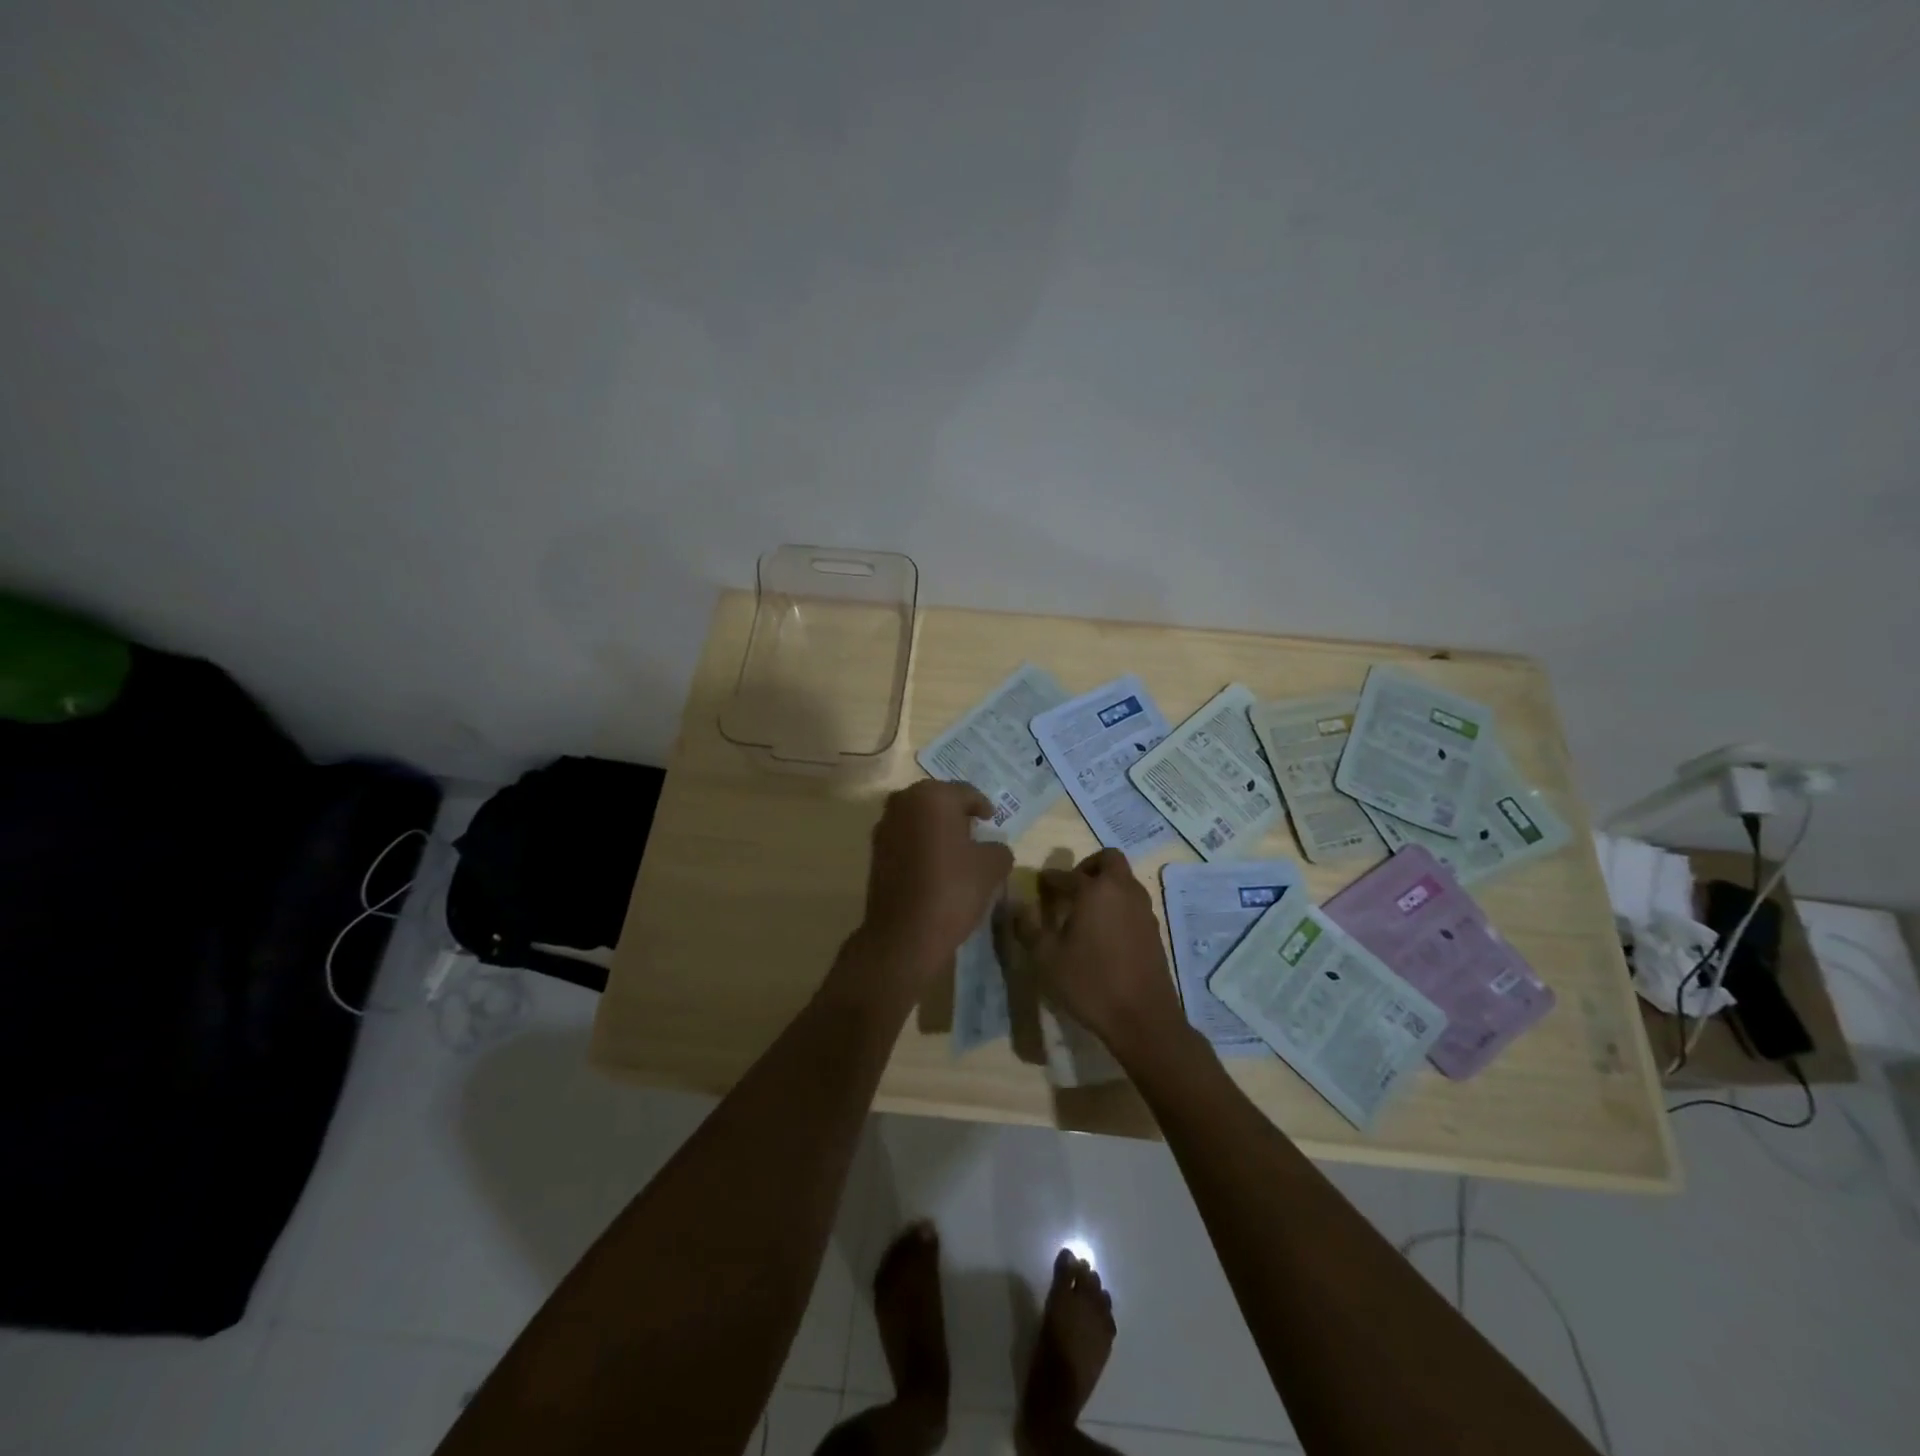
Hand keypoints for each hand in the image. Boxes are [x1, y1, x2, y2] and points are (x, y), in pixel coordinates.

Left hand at [860, 779, 1013, 975]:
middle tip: (974, 829)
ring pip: (917, 819)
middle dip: (955, 813)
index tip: (991, 819)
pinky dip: (920, 844)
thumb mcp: (992, 867)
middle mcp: (903, 802)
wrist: (904, 933)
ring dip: (935, 828)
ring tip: (955, 848)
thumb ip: (998, 848)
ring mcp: (884, 827)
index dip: (982, 805)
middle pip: (937, 801)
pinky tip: (934, 864)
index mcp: (933, 796)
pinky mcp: (875, 852)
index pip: (965, 793)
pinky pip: (904, 838)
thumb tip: (992, 848)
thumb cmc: (953, 889)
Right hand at [1007, 849, 1183, 1058]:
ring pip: (1124, 881)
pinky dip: (1118, 905)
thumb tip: (1017, 906)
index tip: (1038, 886)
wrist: (1143, 1018)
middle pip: (1109, 860)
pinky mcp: (1154, 930)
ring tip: (1084, 912)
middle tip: (1070, 889)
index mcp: (1095, 890)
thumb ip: (1029, 927)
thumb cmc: (1090, 983)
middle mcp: (1123, 890)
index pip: (1066, 875)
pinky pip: (1133, 902)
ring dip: (1105, 885)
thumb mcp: (1046, 958)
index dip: (1049, 879)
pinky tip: (1103, 933)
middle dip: (1087, 867)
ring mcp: (1143, 909)